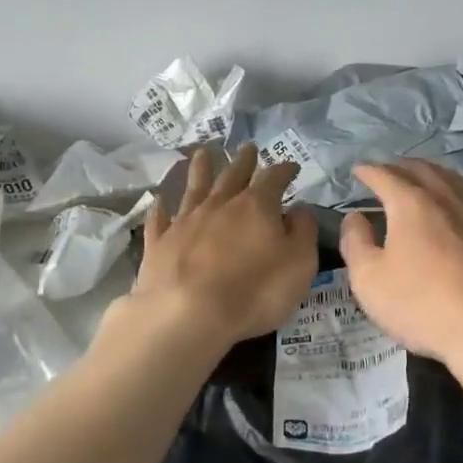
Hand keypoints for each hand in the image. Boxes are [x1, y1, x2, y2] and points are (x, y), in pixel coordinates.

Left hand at [130, 143, 318, 348]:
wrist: (187, 315)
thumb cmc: (254, 291)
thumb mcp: (299, 264)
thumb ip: (303, 232)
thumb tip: (299, 209)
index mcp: (257, 206)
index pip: (274, 178)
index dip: (284, 170)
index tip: (291, 166)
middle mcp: (220, 204)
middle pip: (233, 175)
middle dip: (243, 161)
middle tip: (248, 147)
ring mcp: (185, 221)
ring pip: (195, 187)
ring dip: (200, 169)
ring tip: (202, 154)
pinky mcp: (159, 243)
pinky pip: (160, 219)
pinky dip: (161, 208)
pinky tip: (159, 201)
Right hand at [338, 160, 462, 368]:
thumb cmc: (422, 305)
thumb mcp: (369, 280)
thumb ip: (355, 242)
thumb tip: (355, 218)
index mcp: (412, 203)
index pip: (385, 175)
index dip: (368, 171)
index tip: (358, 171)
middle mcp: (448, 197)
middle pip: (422, 169)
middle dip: (400, 167)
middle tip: (387, 172)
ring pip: (453, 180)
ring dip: (432, 175)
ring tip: (422, 180)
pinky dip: (458, 195)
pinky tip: (459, 208)